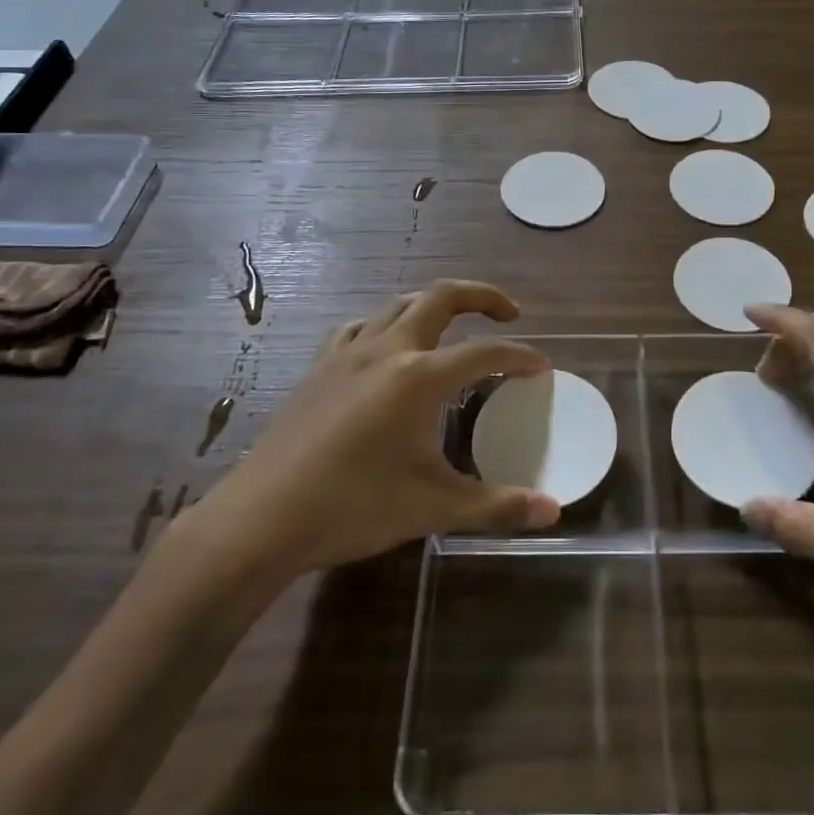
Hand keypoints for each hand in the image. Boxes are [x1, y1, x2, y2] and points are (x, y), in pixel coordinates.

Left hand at [182, 281, 559, 588]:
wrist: (261, 518)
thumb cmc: (353, 508)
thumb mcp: (432, 507)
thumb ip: (496, 505)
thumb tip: (552, 511)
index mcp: (420, 376)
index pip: (485, 352)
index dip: (520, 356)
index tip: (542, 366)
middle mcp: (388, 349)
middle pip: (442, 297)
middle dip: (482, 296)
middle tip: (508, 312)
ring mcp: (348, 353)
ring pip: (400, 304)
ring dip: (434, 305)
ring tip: (453, 327)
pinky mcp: (320, 367)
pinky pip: (361, 327)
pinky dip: (386, 325)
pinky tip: (386, 348)